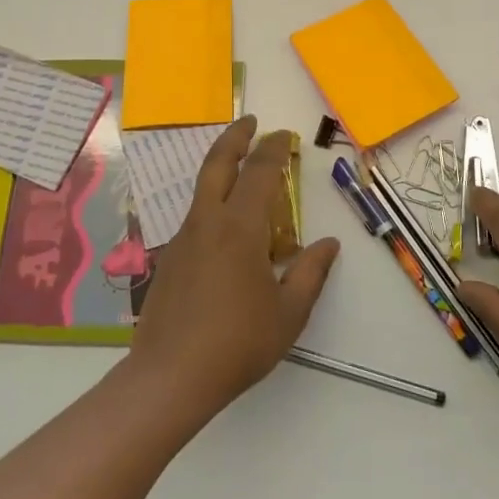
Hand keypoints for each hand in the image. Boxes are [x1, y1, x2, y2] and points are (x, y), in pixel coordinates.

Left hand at [128, 116, 339, 416]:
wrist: (170, 376)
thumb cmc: (238, 343)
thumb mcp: (288, 313)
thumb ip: (310, 273)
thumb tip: (329, 244)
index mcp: (240, 228)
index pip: (259, 173)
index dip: (273, 149)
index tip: (284, 135)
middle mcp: (207, 222)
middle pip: (217, 164)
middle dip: (235, 137)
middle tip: (250, 122)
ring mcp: (183, 239)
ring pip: (202, 190)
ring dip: (222, 169)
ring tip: (242, 172)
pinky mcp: (169, 260)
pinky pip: (196, 218)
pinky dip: (213, 205)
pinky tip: (227, 233)